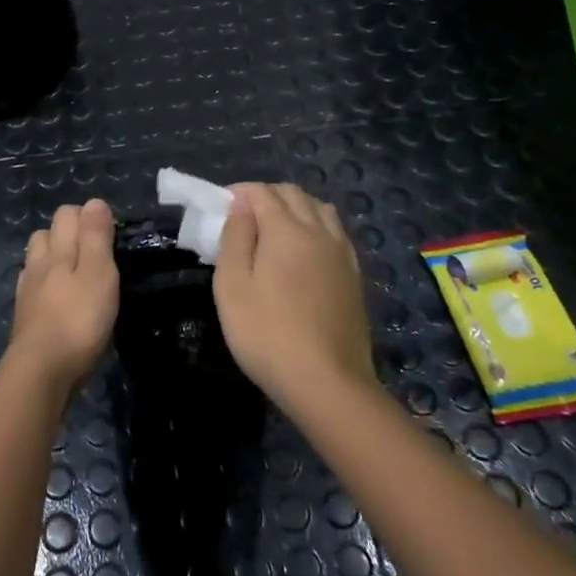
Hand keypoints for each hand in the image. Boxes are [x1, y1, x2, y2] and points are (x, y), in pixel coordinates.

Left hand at [8, 199, 119, 392]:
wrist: (41, 372)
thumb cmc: (78, 320)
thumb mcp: (99, 274)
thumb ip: (96, 237)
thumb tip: (94, 202)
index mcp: (58, 250)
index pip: (67, 215)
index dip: (88, 216)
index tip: (111, 234)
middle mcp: (38, 264)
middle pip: (47, 234)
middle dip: (67, 233)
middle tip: (95, 253)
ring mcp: (27, 292)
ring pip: (37, 261)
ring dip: (53, 259)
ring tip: (76, 275)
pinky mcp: (25, 318)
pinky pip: (33, 289)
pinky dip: (46, 287)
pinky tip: (58, 301)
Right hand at [213, 183, 375, 414]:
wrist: (328, 383)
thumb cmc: (267, 334)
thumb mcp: (232, 286)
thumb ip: (235, 238)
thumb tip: (241, 206)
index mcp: (286, 230)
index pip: (262, 192)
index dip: (239, 192)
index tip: (221, 206)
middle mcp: (319, 232)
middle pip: (294, 194)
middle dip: (266, 195)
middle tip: (243, 218)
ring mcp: (341, 253)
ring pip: (320, 209)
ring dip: (295, 207)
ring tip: (275, 229)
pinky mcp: (354, 275)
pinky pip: (336, 232)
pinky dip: (317, 226)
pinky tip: (306, 250)